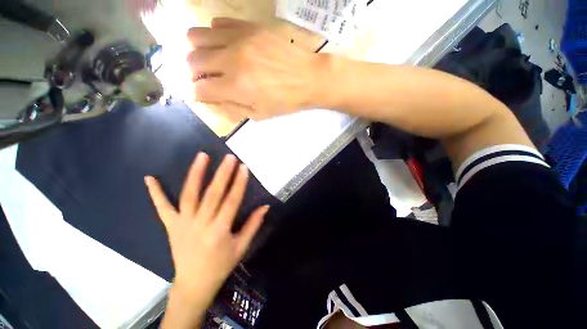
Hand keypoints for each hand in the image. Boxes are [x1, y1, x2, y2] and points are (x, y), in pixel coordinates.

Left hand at [144, 153, 268, 300]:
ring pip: (189, 195)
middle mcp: (200, 224)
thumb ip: (253, 224)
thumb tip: (265, 206)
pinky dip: (156, 193)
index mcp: (219, 231)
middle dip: (222, 173)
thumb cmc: (221, 265)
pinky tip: (149, 178)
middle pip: (212, 194)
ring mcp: (182, 224)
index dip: (239, 183)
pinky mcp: (171, 226)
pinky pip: (162, 208)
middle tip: (229, 157)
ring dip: (195, 174)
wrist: (194, 284)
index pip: (231, 201)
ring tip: (202, 156)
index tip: (243, 167)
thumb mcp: (242, 246)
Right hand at [186, 17, 328, 119]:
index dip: (197, 94)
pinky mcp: (249, 26)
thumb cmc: (286, 101)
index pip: (199, 89)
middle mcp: (232, 60)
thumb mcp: (260, 114)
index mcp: (237, 87)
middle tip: (206, 78)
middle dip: (193, 73)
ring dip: (198, 51)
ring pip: (196, 36)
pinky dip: (215, 36)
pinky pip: (218, 23)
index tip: (203, 94)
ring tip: (212, 60)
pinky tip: (227, 46)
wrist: (309, 78)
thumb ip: (233, 108)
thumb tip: (212, 99)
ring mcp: (239, 38)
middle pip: (191, 61)